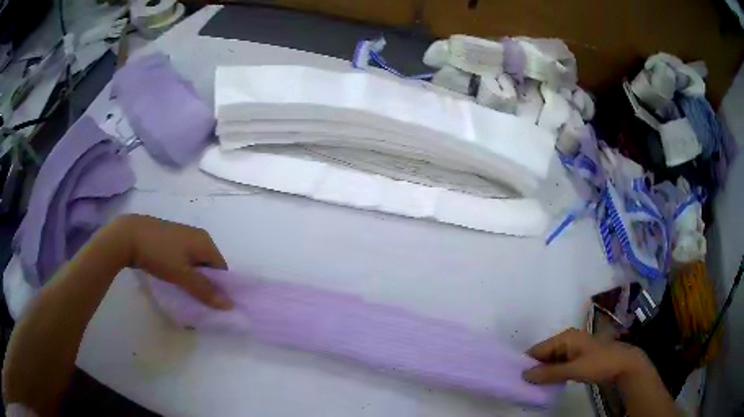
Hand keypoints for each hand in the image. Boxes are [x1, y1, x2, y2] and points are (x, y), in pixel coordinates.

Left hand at [116, 214, 232, 309]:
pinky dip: (182, 270)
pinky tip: (171, 277)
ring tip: (182, 291)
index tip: (209, 303)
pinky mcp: (170, 238)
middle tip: (196, 300)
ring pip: (195, 262)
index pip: (221, 269)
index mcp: (205, 241)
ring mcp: (182, 235)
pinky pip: (183, 257)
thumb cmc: (159, 254)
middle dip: (205, 284)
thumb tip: (230, 305)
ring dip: (192, 278)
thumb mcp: (183, 275)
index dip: (219, 287)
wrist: (129, 235)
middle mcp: (197, 235)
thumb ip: (205, 290)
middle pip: (208, 265)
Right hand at [523, 328, 647, 384]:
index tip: (515, 379)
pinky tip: (549, 384)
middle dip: (535, 369)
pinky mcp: (577, 357)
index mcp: (565, 337)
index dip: (527, 363)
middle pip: (543, 355)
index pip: (538, 349)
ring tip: (533, 388)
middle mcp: (567, 339)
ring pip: (551, 361)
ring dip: (544, 373)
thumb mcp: (573, 370)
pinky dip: (553, 373)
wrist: (623, 364)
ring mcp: (573, 348)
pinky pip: (559, 364)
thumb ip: (549, 373)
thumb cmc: (599, 363)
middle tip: (524, 386)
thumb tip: (524, 375)